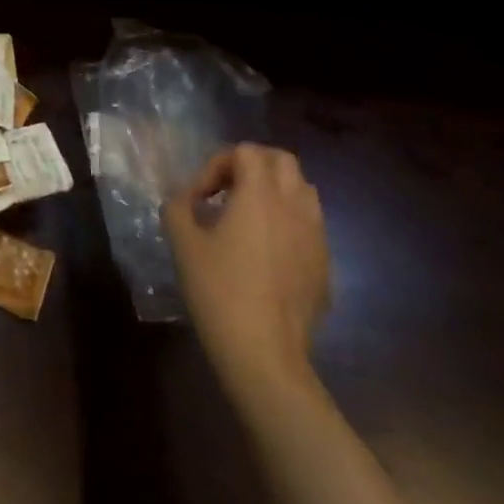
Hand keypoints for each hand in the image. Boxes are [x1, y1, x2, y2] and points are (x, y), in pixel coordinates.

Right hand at [165, 143, 329, 402]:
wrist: (263, 352)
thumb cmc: (217, 288)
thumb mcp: (181, 240)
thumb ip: (179, 205)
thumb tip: (187, 199)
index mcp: (260, 196)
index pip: (247, 151)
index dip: (217, 163)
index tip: (200, 196)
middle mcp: (295, 208)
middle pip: (283, 161)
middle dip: (252, 166)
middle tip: (226, 191)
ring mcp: (316, 237)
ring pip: (304, 190)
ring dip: (274, 191)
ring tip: (247, 216)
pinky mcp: (325, 265)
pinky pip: (310, 224)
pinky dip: (288, 221)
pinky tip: (264, 251)